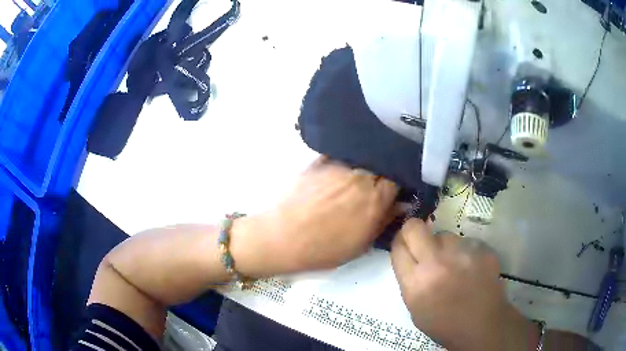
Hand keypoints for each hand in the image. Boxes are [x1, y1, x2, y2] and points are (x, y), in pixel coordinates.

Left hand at [232, 156, 397, 277]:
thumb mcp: (361, 244)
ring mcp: (339, 166)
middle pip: (381, 165)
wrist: (282, 237)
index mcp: (375, 198)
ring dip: (365, 165)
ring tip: (357, 177)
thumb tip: (400, 205)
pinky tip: (339, 171)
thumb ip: (384, 221)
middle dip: (383, 172)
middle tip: (377, 183)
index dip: (397, 183)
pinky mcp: (319, 162)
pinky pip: (340, 155)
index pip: (397, 178)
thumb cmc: (323, 248)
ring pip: (362, 158)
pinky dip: (345, 160)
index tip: (394, 189)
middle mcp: (360, 176)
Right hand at [391, 219, 537, 350]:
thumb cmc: (444, 323)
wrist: (482, 325)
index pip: (398, 247)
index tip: (404, 244)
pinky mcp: (482, 249)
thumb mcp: (415, 308)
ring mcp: (462, 253)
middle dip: (414, 231)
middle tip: (422, 242)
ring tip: (453, 263)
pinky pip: (466, 242)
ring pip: (444, 234)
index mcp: (416, 283)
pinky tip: (470, 267)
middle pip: (415, 228)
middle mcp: (437, 263)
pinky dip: (464, 251)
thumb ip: (409, 279)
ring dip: (443, 246)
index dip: (399, 243)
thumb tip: (409, 255)